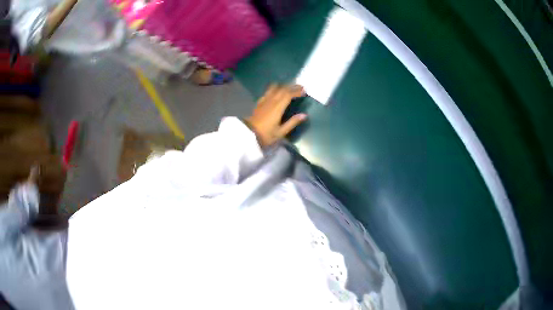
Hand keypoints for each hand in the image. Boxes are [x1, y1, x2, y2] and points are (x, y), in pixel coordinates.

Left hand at [246, 84, 306, 146]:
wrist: (248, 135)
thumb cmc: (265, 135)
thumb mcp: (280, 132)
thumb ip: (292, 122)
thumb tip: (304, 115)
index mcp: (277, 107)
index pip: (288, 94)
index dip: (297, 91)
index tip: (304, 91)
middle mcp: (271, 101)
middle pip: (282, 89)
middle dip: (292, 87)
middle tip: (300, 87)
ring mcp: (264, 101)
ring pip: (274, 88)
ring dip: (283, 86)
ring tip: (289, 87)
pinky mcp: (259, 103)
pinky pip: (267, 92)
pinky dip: (274, 89)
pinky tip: (276, 92)